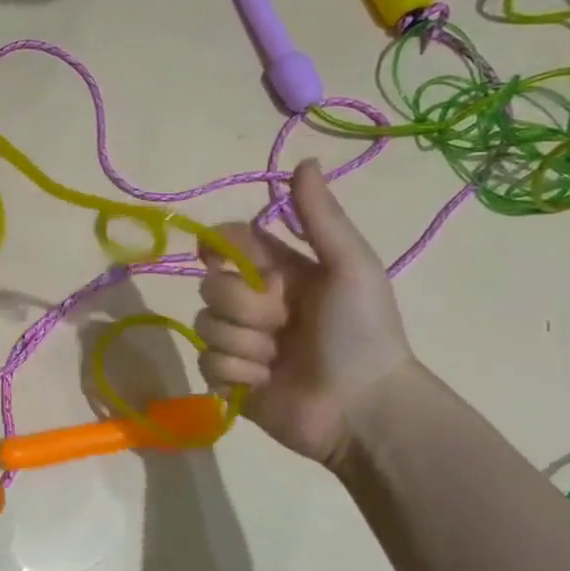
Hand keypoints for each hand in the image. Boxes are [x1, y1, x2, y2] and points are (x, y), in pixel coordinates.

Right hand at [195, 159, 413, 465]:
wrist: (364, 408)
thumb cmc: (363, 333)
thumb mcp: (350, 267)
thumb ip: (321, 218)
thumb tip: (303, 161)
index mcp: (280, 272)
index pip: (228, 243)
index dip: (218, 247)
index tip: (221, 257)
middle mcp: (255, 303)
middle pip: (211, 287)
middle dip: (244, 306)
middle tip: (283, 324)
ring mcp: (241, 342)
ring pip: (205, 325)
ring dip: (244, 343)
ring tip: (278, 360)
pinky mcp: (230, 378)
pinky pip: (207, 362)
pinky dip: (235, 372)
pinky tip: (264, 382)